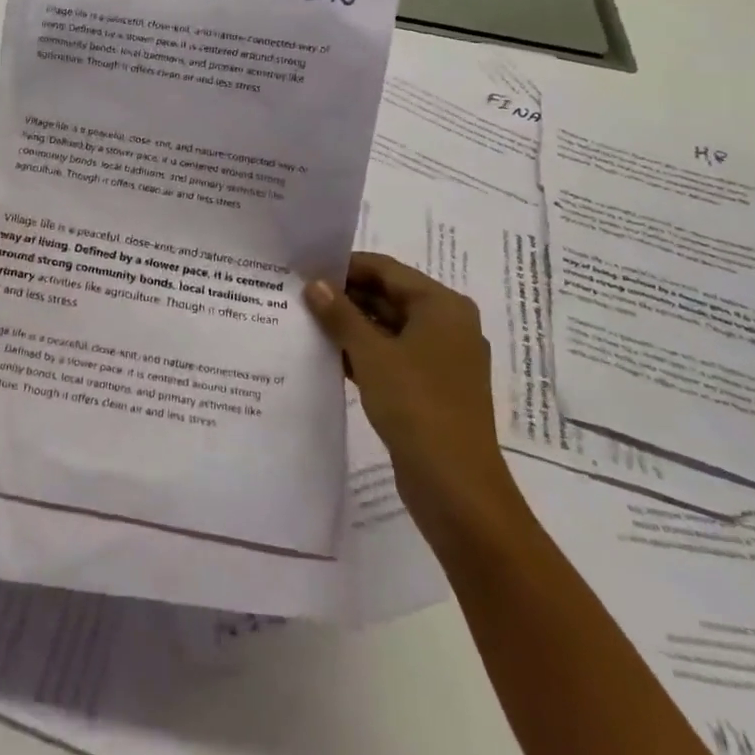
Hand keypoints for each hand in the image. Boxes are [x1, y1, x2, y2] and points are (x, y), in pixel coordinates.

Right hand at [306, 252, 516, 537]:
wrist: (456, 487)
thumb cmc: (416, 406)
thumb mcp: (371, 354)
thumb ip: (340, 314)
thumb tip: (314, 284)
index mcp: (442, 306)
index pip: (386, 270)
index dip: (345, 266)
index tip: (304, 267)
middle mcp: (447, 326)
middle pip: (388, 296)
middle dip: (345, 296)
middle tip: (297, 294)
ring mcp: (440, 360)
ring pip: (388, 328)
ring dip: (350, 326)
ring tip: (304, 321)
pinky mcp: (430, 389)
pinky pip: (391, 356)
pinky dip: (362, 353)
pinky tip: (326, 355)